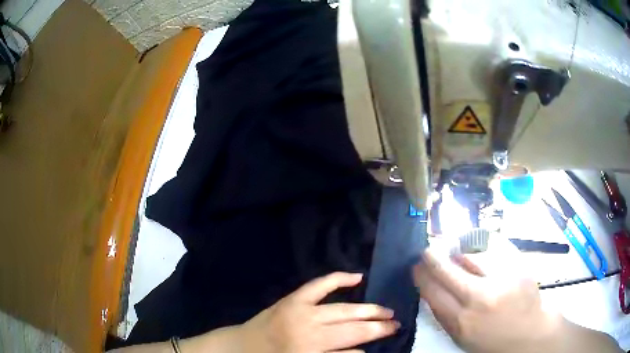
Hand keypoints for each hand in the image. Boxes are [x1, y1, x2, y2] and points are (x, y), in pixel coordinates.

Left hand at [239, 272, 398, 352]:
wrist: (242, 346)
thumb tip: (363, 350)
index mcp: (311, 350)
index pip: (353, 345)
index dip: (375, 338)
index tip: (393, 334)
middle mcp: (309, 330)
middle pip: (352, 327)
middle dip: (378, 325)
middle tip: (396, 323)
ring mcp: (300, 310)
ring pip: (342, 308)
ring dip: (367, 309)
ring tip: (386, 310)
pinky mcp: (293, 299)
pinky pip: (319, 285)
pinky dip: (338, 279)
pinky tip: (357, 277)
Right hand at [413, 237, 562, 352]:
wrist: (529, 334)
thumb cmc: (492, 340)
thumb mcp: (462, 337)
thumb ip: (445, 315)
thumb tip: (430, 289)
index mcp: (461, 321)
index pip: (432, 291)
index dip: (421, 275)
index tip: (416, 267)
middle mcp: (479, 298)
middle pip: (446, 269)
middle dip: (432, 257)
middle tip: (427, 251)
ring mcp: (501, 279)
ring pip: (469, 254)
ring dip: (459, 253)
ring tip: (457, 253)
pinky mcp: (517, 266)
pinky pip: (493, 248)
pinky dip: (482, 248)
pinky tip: (479, 251)